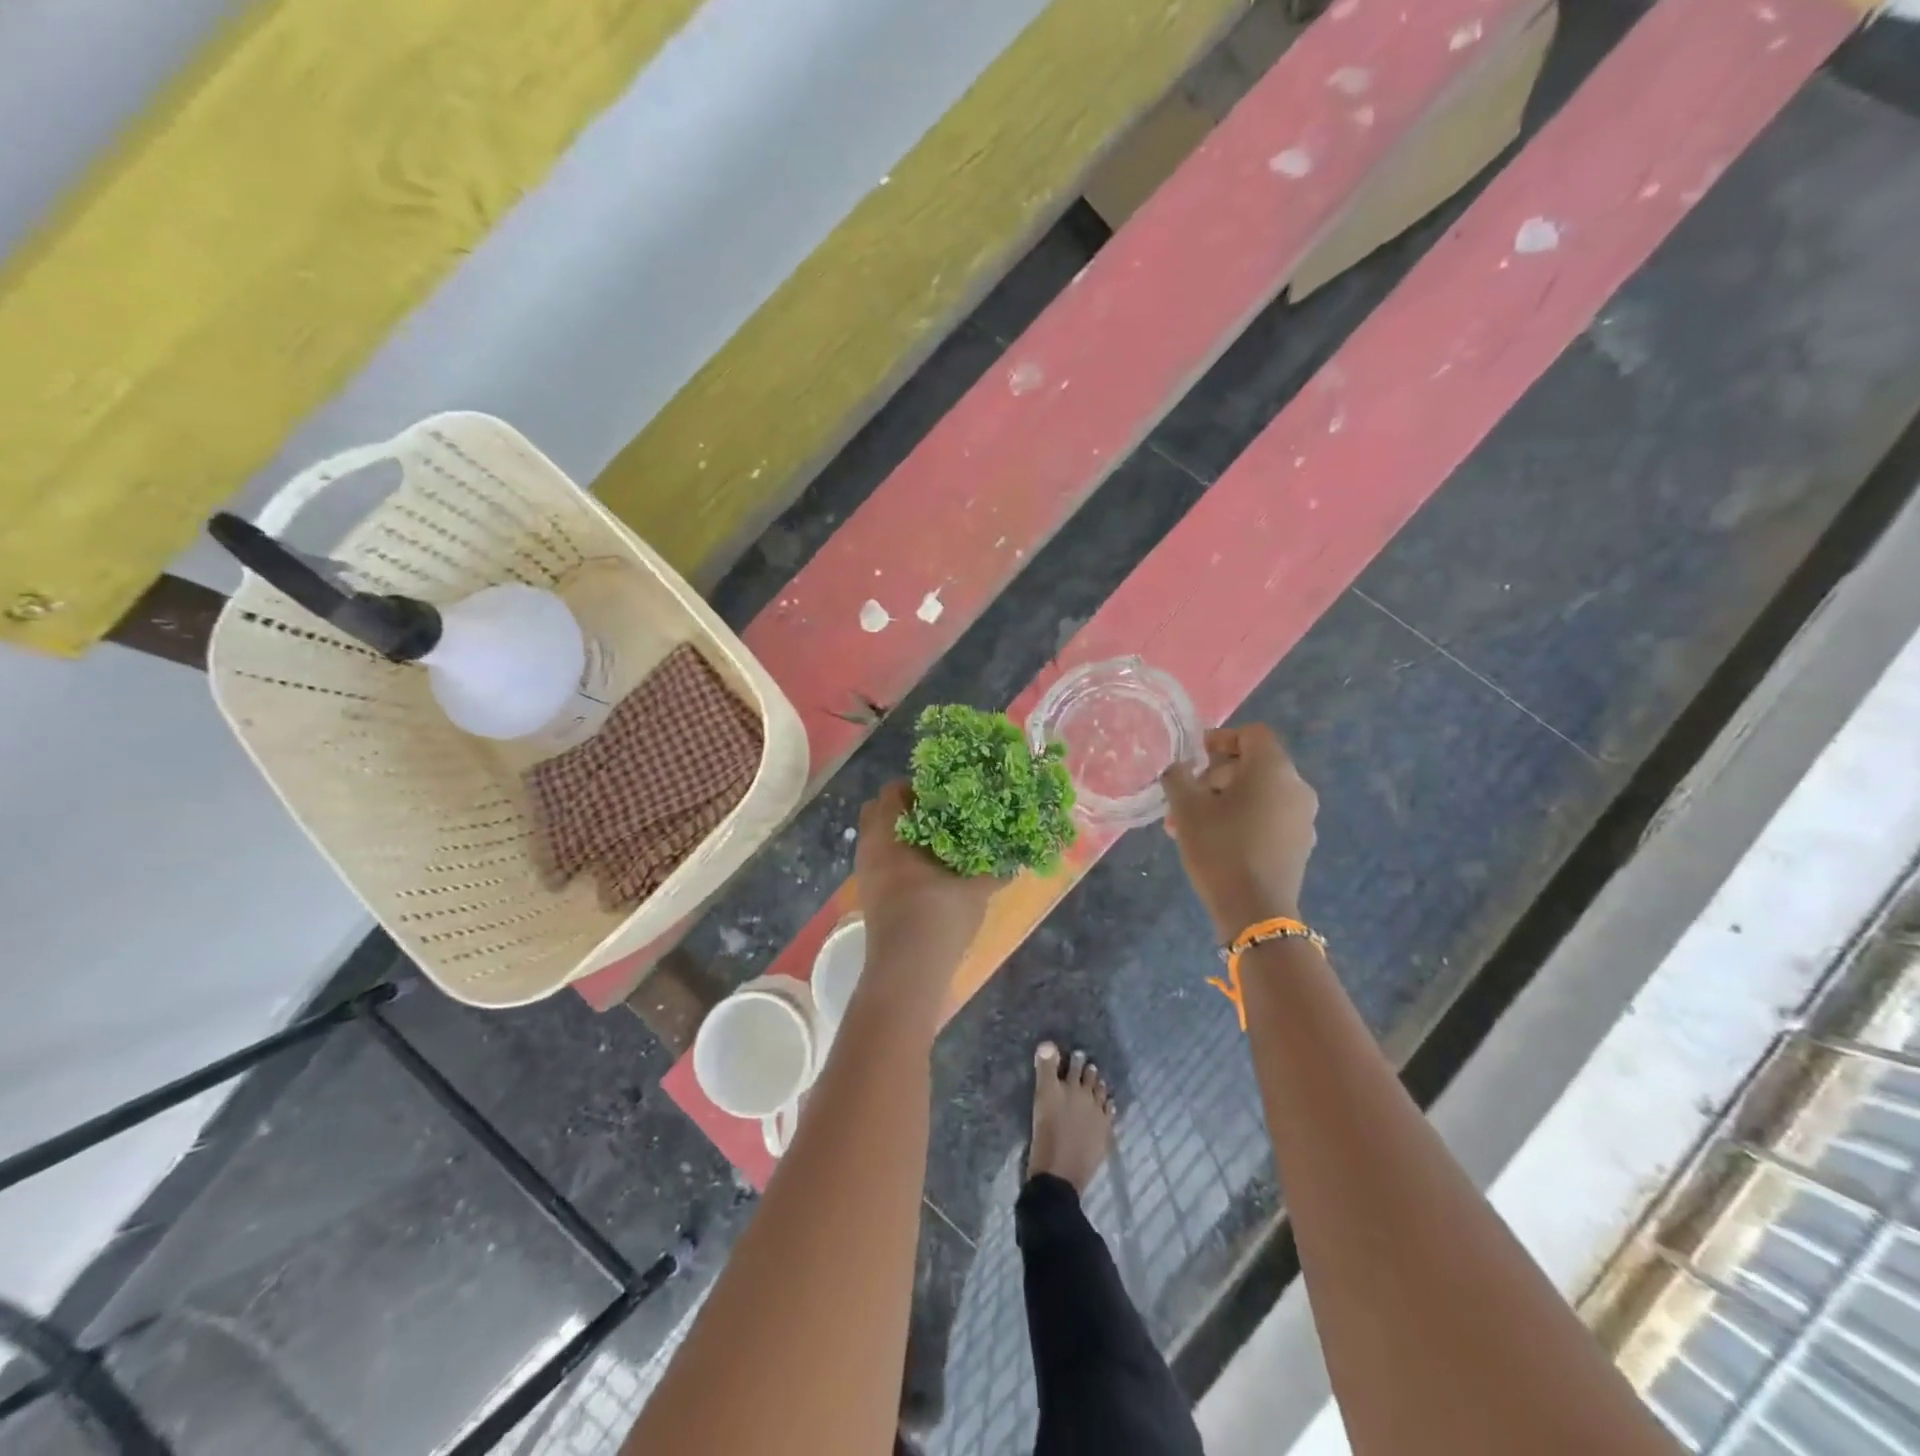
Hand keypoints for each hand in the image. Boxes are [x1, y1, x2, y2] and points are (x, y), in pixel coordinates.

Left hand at [855, 781, 998, 975]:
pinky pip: (880, 863)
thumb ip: (995, 869)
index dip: (917, 787)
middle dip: (905, 808)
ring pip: (879, 839)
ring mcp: (866, 874)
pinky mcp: (870, 897)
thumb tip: (1017, 856)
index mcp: (889, 834)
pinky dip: (898, 859)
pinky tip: (928, 873)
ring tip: (939, 844)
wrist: (906, 972)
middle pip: (878, 811)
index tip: (945, 794)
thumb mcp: (975, 889)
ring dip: (903, 836)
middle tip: (940, 814)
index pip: (892, 791)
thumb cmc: (937, 916)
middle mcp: (870, 848)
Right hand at [1161, 725, 1317, 940]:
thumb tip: (1178, 768)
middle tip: (1184, 799)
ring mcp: (1303, 818)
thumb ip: (1178, 777)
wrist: (1255, 910)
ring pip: (1259, 794)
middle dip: (1214, 777)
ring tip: (1190, 825)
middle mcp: (1296, 787)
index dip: (1221, 738)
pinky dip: (1243, 818)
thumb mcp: (1186, 808)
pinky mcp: (1300, 844)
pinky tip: (1216, 841)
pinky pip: (1269, 817)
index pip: (1252, 734)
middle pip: (1253, 765)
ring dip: (1224, 800)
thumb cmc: (1220, 848)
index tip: (1194, 756)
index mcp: (1273, 769)